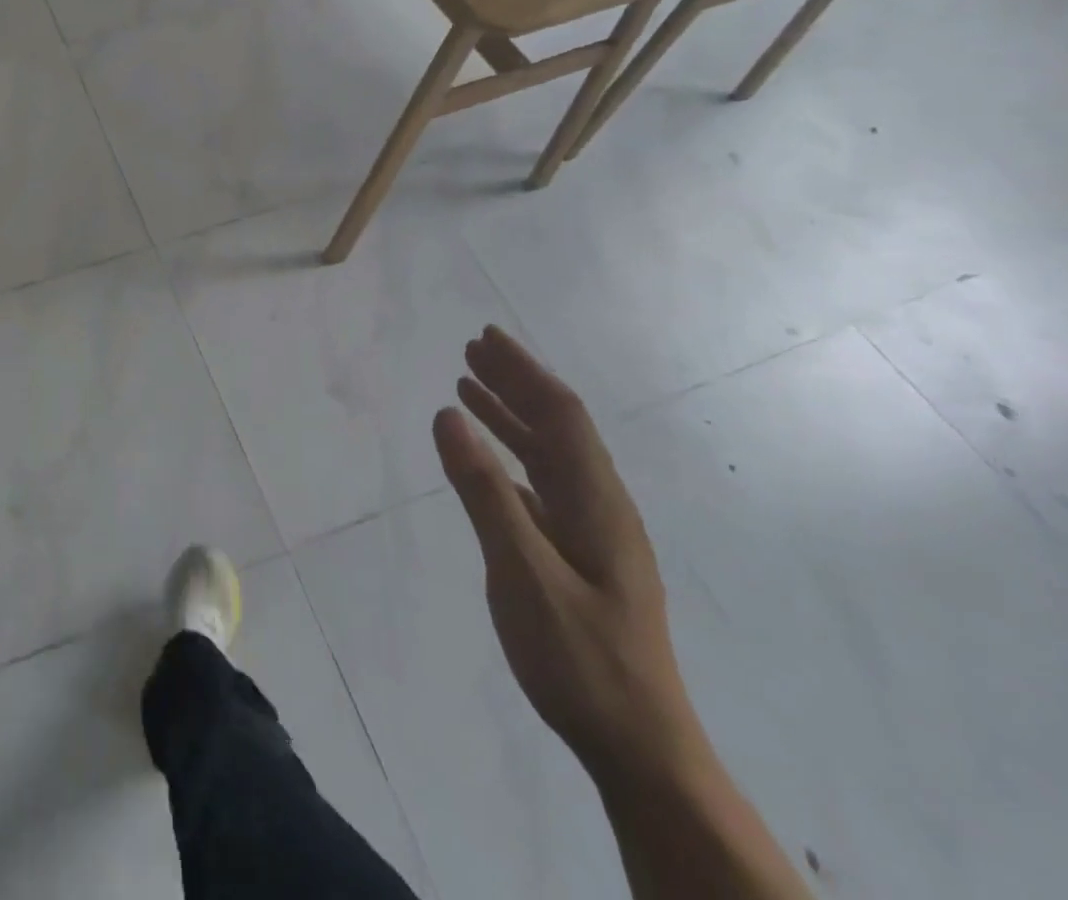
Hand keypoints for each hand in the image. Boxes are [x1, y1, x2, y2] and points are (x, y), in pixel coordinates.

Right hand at [433, 327, 698, 784]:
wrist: (639, 747)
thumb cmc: (580, 658)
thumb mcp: (523, 572)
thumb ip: (484, 491)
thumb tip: (447, 415)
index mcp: (596, 502)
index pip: (560, 415)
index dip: (524, 371)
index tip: (485, 338)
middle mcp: (599, 506)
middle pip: (557, 427)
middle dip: (516, 383)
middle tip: (472, 350)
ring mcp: (592, 534)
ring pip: (549, 455)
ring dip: (511, 416)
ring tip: (469, 388)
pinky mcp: (579, 557)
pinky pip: (541, 486)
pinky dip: (511, 457)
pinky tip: (490, 459)